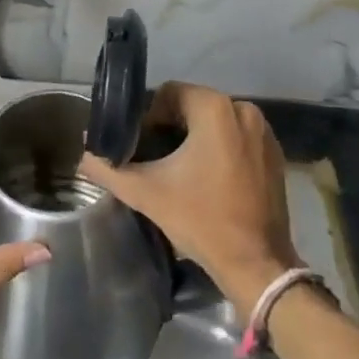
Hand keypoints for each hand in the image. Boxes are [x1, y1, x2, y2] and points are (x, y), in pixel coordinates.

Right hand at [79, 82, 298, 316]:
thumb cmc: (201, 220)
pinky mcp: (274, 153)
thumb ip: (109, 169)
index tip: (140, 144)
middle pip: (193, 105)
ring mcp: (263, 131)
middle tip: (154, 157)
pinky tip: (207, 177)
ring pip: (215, 120)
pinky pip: (236, 136)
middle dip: (171, 126)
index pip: (169, 93)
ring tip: (178, 168)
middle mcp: (242, 109)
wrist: (257, 265)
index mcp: (214, 108)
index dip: (149, 115)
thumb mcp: (147, 193)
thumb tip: (84, 155)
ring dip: (195, 137)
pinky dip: (220, 147)